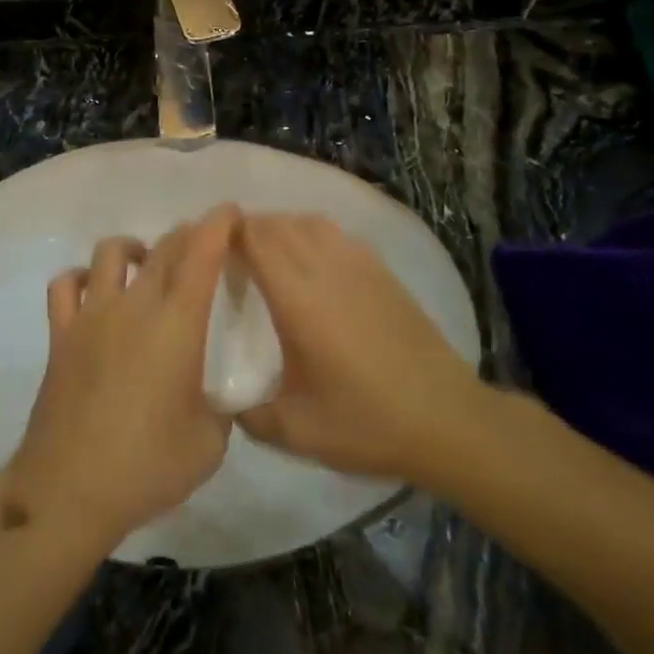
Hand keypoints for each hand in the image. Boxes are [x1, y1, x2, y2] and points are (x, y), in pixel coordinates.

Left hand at [5, 207, 239, 549]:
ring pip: (111, 253)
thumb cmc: (147, 467)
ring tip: (146, 263)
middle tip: (200, 241)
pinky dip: (82, 277)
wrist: (68, 490)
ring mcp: (91, 316)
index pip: (200, 256)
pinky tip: (94, 290)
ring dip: (135, 248)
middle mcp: (134, 307)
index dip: (217, 226)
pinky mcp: (60, 334)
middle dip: (186, 235)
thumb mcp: (209, 444)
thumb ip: (220, 410)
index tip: (230, 211)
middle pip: (162, 249)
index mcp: (177, 325)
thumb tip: (214, 399)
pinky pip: (65, 285)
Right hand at [237, 214, 476, 479]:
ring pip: (308, 222)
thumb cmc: (367, 422)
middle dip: (248, 229)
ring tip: (266, 255)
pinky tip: (310, 264)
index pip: (255, 238)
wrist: (447, 419)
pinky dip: (311, 234)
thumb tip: (223, 401)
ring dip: (281, 228)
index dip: (227, 233)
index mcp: (298, 297)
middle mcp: (325, 268)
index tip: (206, 248)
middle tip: (228, 257)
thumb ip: (249, 414)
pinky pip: (335, 234)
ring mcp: (358, 265)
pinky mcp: (382, 272)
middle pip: (278, 223)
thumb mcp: (296, 431)